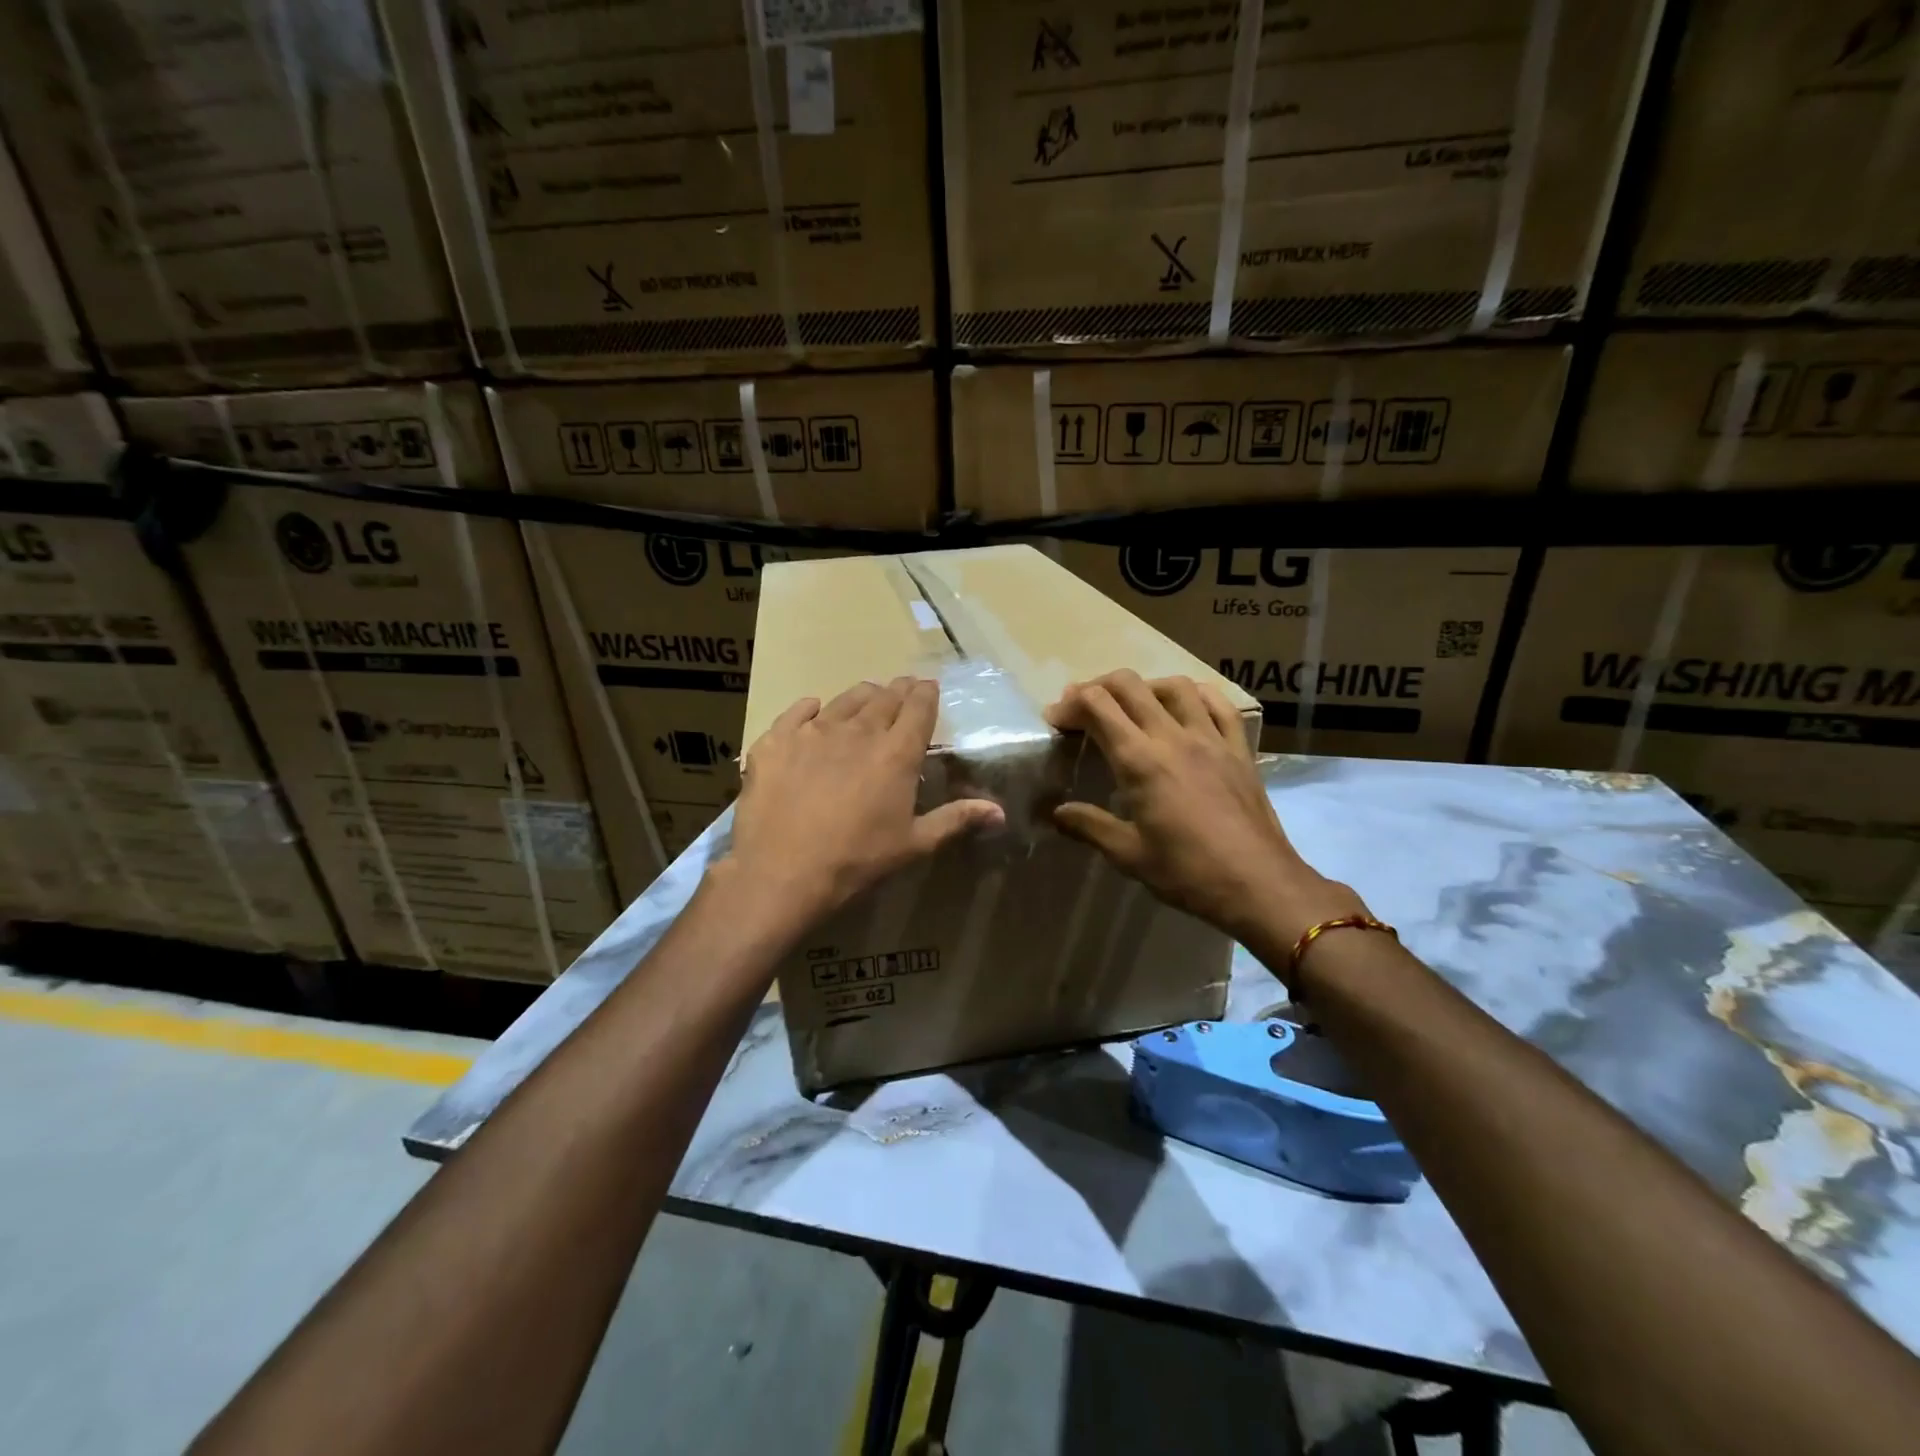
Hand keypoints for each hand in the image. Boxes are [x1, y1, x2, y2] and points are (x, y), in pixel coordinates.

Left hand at [726, 678, 1004, 924]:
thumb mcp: (913, 844)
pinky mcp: (777, 740)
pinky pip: (796, 712)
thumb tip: (999, 811)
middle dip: (898, 690)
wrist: (783, 871)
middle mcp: (858, 731)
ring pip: (844, 699)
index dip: (926, 694)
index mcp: (896, 753)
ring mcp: (814, 731)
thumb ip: (955, 819)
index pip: (918, 708)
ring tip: (868, 696)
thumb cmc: (857, 860)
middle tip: (903, 689)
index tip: (928, 688)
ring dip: (862, 695)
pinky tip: (813, 709)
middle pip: (884, 697)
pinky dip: (809, 708)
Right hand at [1044, 671, 1364, 953]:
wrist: (1259, 884)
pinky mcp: (1239, 749)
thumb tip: (1056, 812)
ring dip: (1144, 687)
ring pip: (1174, 686)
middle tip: (1083, 710)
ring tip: (1131, 707)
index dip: (1070, 705)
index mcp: (1140, 761)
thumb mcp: (1129, 854)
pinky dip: (1195, 695)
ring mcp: (1210, 738)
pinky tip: (1185, 705)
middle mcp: (1173, 737)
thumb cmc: (1187, 872)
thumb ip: (1089, 826)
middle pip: (1129, 685)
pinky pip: (1219, 704)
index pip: (1097, 706)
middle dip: (1097, 687)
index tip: (1056, 721)